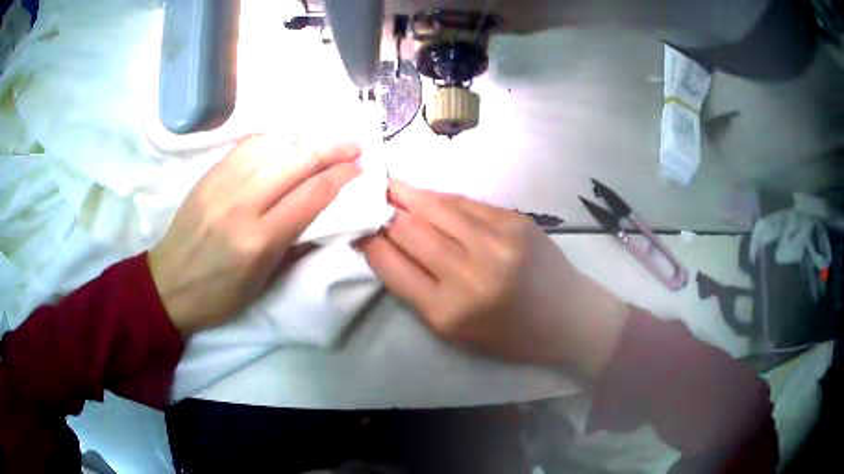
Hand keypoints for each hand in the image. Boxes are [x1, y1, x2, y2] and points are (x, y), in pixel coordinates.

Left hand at [148, 136, 361, 336]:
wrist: (168, 284)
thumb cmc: (219, 295)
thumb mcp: (263, 283)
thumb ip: (294, 244)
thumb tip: (322, 213)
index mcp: (259, 240)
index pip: (312, 195)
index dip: (341, 177)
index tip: (359, 168)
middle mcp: (243, 204)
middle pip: (297, 160)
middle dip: (332, 149)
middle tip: (354, 146)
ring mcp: (223, 184)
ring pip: (274, 145)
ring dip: (307, 139)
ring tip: (325, 141)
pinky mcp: (210, 174)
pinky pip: (248, 145)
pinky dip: (275, 139)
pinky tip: (288, 140)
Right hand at [359, 181, 629, 379]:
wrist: (568, 318)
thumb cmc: (508, 336)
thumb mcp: (455, 331)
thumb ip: (417, 290)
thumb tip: (384, 247)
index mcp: (449, 312)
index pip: (392, 265)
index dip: (370, 241)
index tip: (357, 227)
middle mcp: (470, 273)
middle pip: (410, 229)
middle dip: (383, 210)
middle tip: (367, 195)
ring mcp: (497, 241)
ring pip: (436, 207)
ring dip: (408, 194)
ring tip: (388, 184)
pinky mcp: (516, 221)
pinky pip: (466, 203)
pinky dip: (441, 198)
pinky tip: (429, 195)